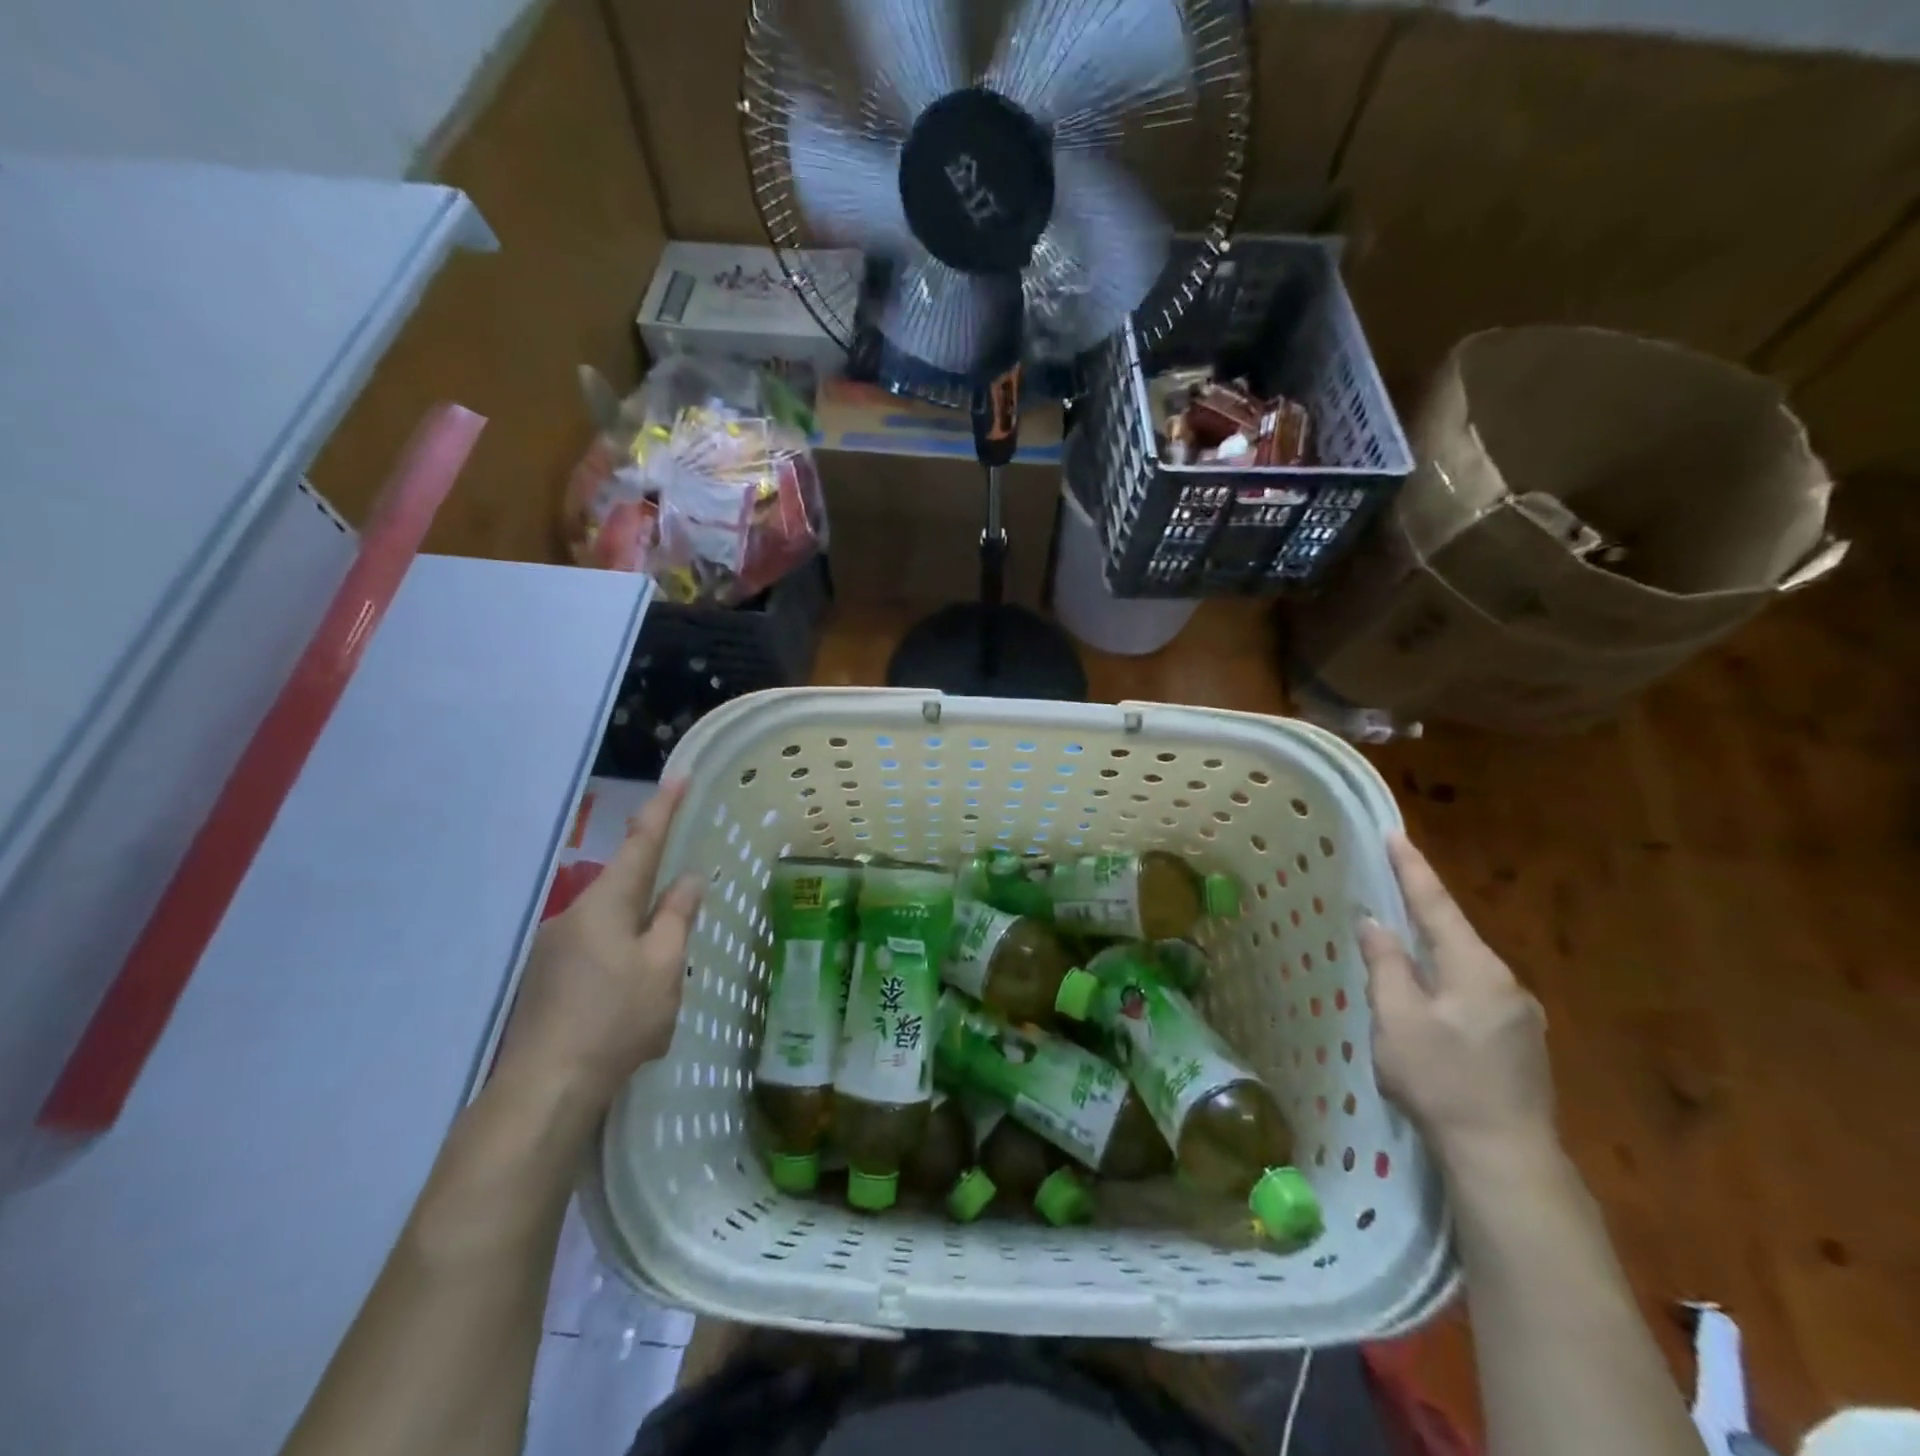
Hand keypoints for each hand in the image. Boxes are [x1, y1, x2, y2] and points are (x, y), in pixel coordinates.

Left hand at [501, 779, 703, 1103]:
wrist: (545, 1088)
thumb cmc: (615, 1020)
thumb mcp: (663, 966)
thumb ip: (677, 918)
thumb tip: (687, 879)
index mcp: (605, 904)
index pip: (640, 843)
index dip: (662, 809)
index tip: (678, 778)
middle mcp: (573, 915)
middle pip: (624, 888)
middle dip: (654, 895)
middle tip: (682, 917)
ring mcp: (553, 948)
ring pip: (610, 926)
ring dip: (637, 938)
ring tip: (656, 986)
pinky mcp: (544, 979)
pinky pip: (593, 953)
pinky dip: (618, 963)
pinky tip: (627, 1005)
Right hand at [1359, 833, 1555, 1170]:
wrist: (1506, 1158)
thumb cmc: (1442, 1082)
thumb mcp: (1396, 1020)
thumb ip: (1385, 965)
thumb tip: (1375, 924)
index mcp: (1475, 969)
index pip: (1436, 905)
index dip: (1412, 869)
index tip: (1394, 834)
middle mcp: (1505, 982)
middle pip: (1453, 933)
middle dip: (1420, 909)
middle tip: (1388, 886)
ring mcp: (1520, 1015)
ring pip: (1464, 966)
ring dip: (1432, 951)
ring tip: (1399, 948)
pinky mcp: (1521, 1043)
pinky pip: (1475, 993)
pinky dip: (1446, 981)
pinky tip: (1429, 1002)